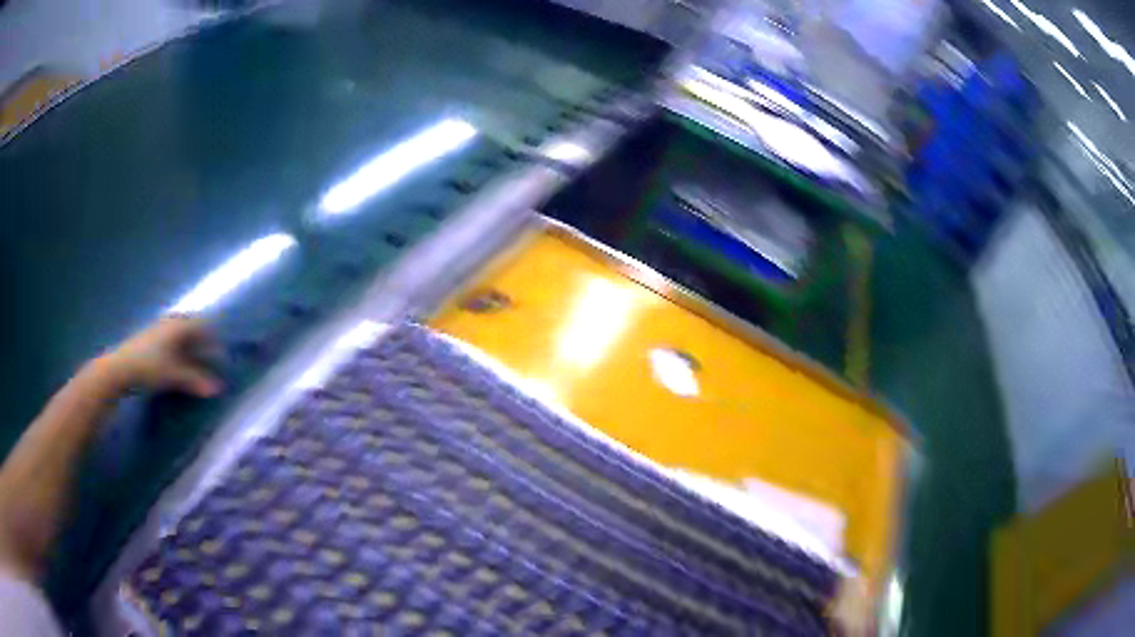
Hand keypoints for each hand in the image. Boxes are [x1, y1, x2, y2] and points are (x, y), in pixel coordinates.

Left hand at [95, 317, 222, 397]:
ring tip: (196, 366)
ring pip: (181, 334)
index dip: (214, 340)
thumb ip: (195, 381)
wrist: (120, 367)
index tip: (221, 357)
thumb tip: (218, 389)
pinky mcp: (151, 338)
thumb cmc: (149, 366)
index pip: (203, 326)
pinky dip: (179, 351)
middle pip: (192, 328)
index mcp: (179, 325)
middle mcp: (171, 322)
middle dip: (203, 343)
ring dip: (191, 348)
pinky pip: (172, 340)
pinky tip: (178, 365)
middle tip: (210, 362)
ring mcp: (160, 329)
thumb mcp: (174, 375)